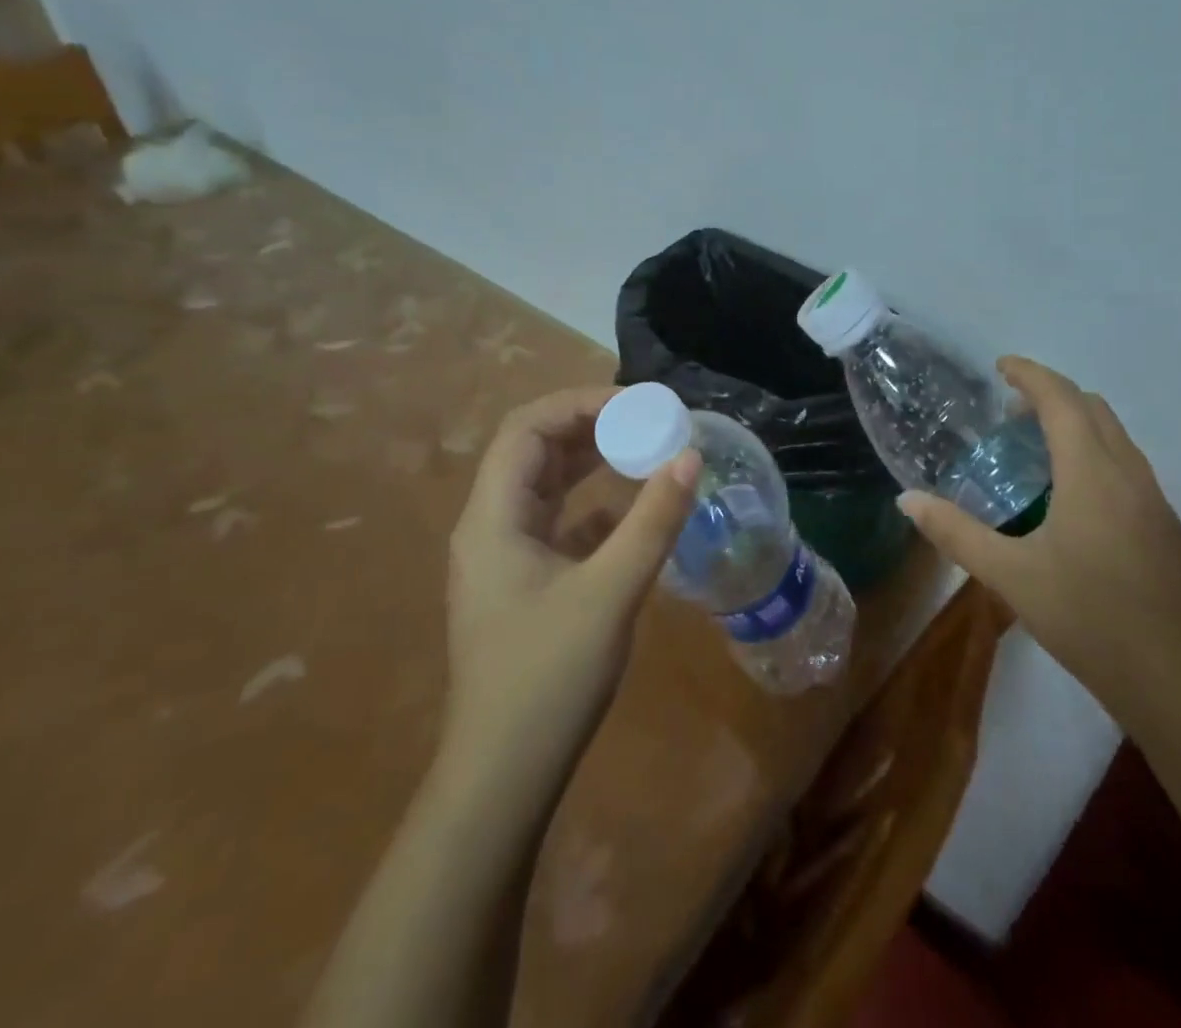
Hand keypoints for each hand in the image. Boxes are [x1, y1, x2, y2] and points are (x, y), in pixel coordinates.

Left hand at [440, 386, 699, 779]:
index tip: (639, 405)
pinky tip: (632, 511)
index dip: (581, 403)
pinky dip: (593, 504)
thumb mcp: (610, 592)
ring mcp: (504, 557)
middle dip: (591, 426)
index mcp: (493, 517)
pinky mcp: (524, 583)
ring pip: (546, 485)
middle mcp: (491, 526)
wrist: (503, 777)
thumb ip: (652, 520)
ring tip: (645, 449)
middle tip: (649, 421)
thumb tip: (690, 455)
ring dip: (592, 461)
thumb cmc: (548, 679)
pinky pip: (557, 522)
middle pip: (534, 450)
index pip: (528, 428)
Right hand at [899, 357, 1180, 734]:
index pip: (1061, 400)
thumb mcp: (1011, 576)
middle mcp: (1129, 474)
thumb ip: (956, 533)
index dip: (1030, 374)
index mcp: (1092, 473)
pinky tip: (1070, 497)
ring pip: (1115, 436)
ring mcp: (1154, 500)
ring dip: (1076, 423)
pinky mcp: (1165, 526)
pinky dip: (1094, 452)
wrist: (1179, 683)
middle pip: (1093, 408)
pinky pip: (1126, 464)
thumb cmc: (1089, 620)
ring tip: (1034, 449)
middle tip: (1009, 413)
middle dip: (1051, 395)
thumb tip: (907, 500)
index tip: (1000, 366)